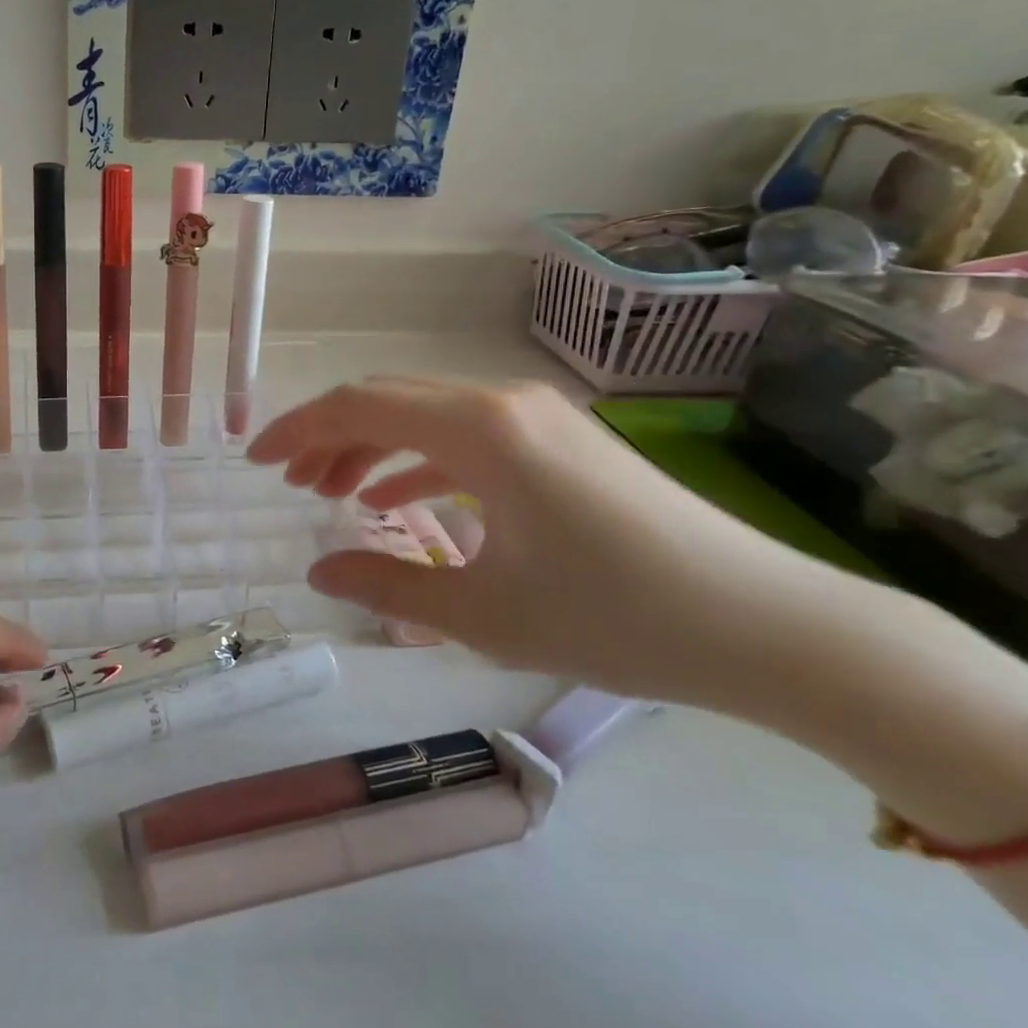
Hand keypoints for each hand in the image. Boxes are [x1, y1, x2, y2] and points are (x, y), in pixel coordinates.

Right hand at [248, 377, 807, 701]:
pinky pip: (466, 435)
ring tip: (328, 488)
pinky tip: (396, 495)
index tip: (255, 460)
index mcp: (479, 430)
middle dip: (327, 435)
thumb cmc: (617, 619)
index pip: (359, 406)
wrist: (771, 627)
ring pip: (425, 414)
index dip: (298, 429)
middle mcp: (503, 402)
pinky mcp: (560, 439)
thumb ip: (386, 584)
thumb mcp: (483, 614)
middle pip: (387, 399)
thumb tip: (318, 569)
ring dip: (370, 445)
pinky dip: (419, 458)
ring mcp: (537, 415)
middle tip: (286, 479)